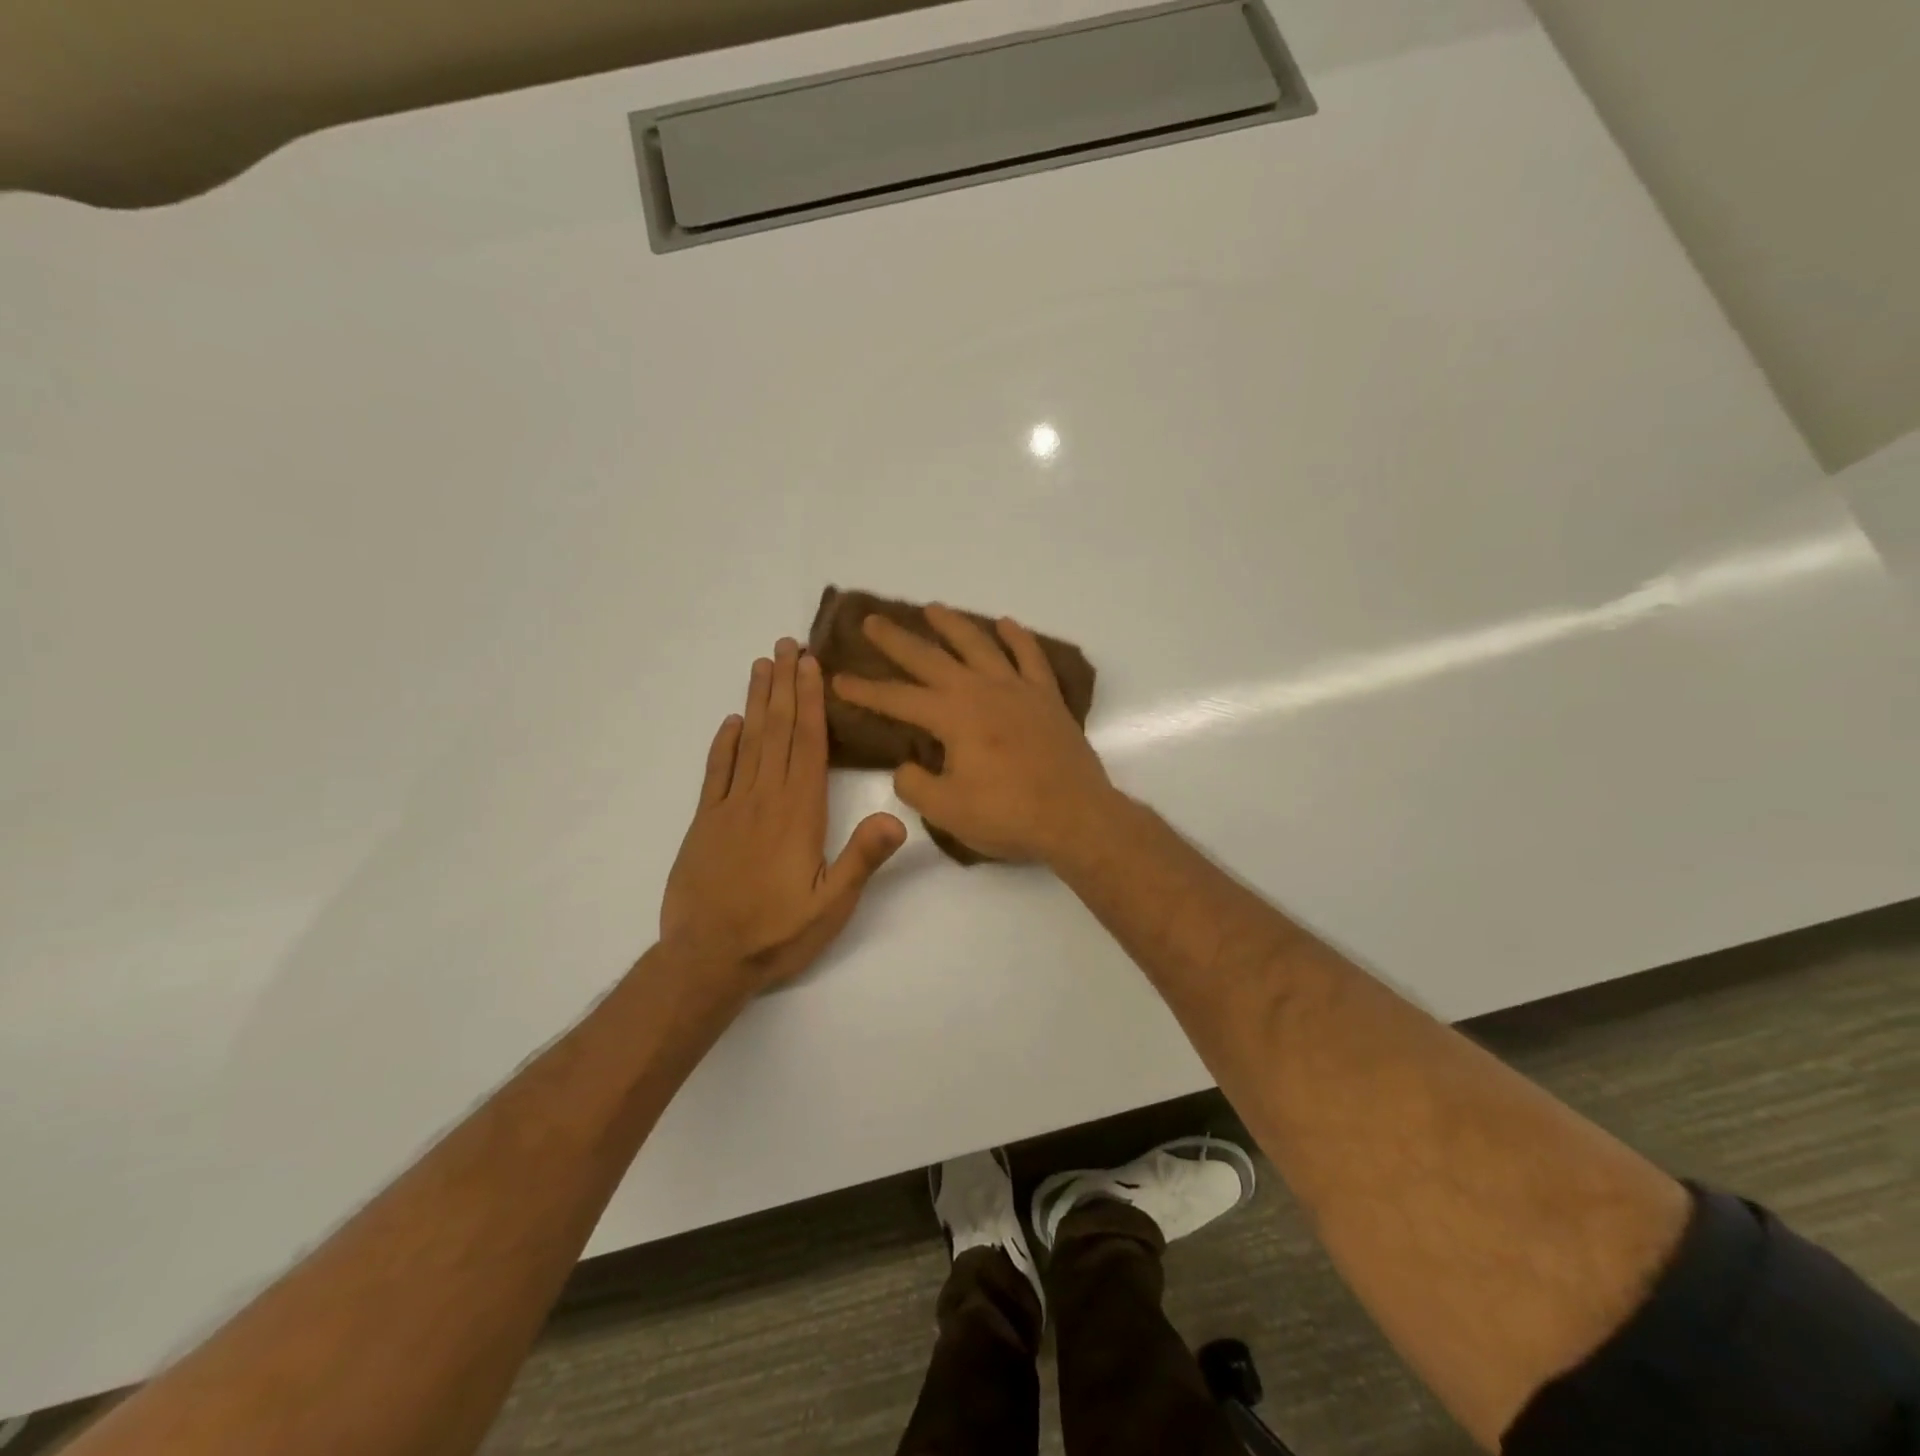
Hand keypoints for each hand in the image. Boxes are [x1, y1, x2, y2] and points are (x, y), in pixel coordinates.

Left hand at [662, 638, 905, 994]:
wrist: (707, 960)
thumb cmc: (777, 933)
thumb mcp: (832, 904)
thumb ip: (862, 858)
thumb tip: (897, 815)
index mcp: (799, 812)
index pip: (808, 744)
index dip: (810, 701)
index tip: (810, 665)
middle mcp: (764, 798)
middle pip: (777, 731)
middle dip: (784, 686)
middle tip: (786, 645)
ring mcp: (730, 808)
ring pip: (747, 742)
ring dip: (756, 702)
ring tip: (761, 666)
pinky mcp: (706, 823)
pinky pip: (716, 773)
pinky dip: (723, 744)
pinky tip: (730, 722)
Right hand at [832, 606, 1115, 863]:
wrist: (1075, 817)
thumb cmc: (1008, 815)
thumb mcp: (946, 810)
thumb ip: (915, 784)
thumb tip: (906, 765)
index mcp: (952, 717)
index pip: (897, 699)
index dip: (865, 690)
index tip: (838, 678)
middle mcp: (981, 691)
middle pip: (931, 658)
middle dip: (897, 640)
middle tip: (872, 620)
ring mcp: (1017, 689)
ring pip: (979, 644)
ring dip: (952, 625)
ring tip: (932, 609)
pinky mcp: (1047, 697)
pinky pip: (1031, 657)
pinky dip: (1017, 638)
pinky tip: (1006, 624)